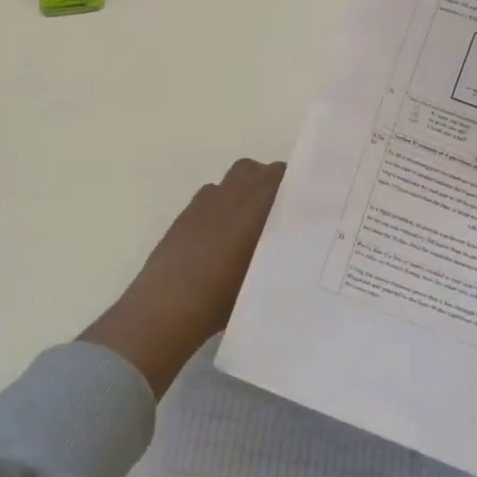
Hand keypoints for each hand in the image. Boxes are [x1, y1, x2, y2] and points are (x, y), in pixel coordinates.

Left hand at [80, 159, 285, 397]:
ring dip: (246, 191)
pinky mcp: (185, 214)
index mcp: (254, 205)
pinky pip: (212, 196)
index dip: (297, 184)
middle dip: (271, 183)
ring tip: (254, 223)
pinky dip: (223, 205)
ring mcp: (204, 202)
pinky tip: (224, 236)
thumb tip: (294, 242)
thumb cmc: (222, 295)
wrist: (168, 305)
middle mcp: (230, 195)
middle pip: (256, 171)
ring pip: (233, 181)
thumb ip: (280, 250)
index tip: (308, 202)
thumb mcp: (263, 276)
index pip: (282, 177)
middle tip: (283, 211)